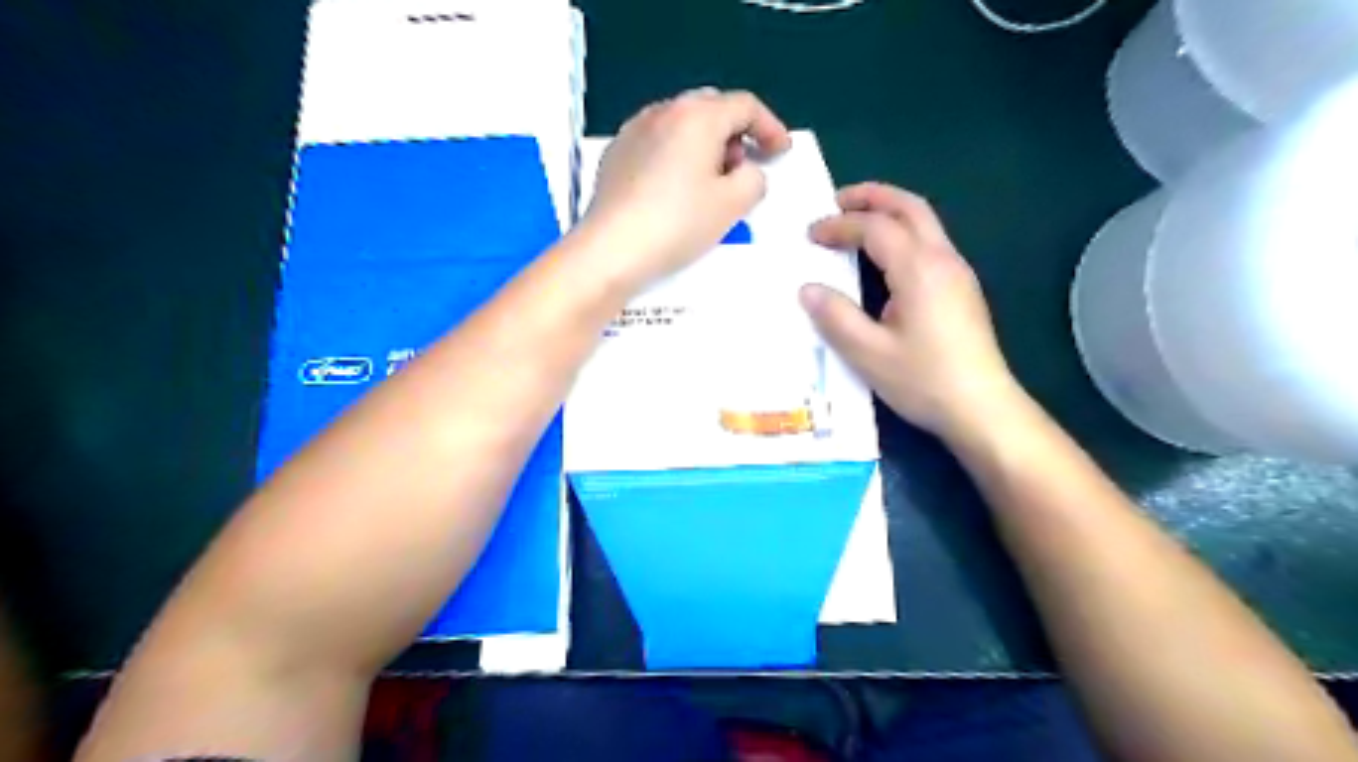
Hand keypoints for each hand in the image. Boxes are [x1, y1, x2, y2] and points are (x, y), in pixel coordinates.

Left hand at [577, 87, 792, 290]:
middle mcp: (663, 111)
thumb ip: (754, 179)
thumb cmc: (678, 223)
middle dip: (735, 133)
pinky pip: (657, 142)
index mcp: (697, 116)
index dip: (770, 127)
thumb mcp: (733, 204)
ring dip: (704, 144)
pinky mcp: (615, 154)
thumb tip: (744, 171)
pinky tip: (675, 189)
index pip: (745, 106)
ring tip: (710, 181)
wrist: (612, 250)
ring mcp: (634, 130)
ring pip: (681, 124)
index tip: (780, 153)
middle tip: (744, 166)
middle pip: (711, 108)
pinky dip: (676, 155)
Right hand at [799, 181, 1017, 438]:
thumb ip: (836, 317)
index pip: (875, 228)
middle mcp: (942, 259)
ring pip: (924, 222)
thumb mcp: (868, 353)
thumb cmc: (923, 380)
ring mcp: (958, 273)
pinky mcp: (962, 289)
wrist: (982, 408)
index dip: (840, 225)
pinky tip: (884, 257)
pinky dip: (902, 232)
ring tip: (857, 221)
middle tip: (837, 200)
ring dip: (890, 212)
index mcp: (918, 269)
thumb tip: (808, 289)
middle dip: (872, 197)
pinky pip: (930, 242)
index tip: (810, 235)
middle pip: (910, 207)